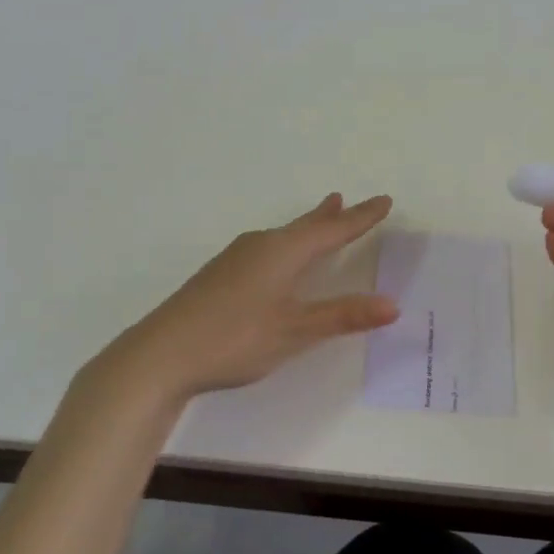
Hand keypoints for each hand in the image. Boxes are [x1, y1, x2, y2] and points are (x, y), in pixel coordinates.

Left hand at [102, 193, 397, 403]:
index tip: (384, 200)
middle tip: (345, 199)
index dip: (361, 218)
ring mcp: (236, 259)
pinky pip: (266, 248)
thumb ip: (342, 316)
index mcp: (283, 252)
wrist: (160, 354)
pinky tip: (276, 259)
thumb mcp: (294, 330)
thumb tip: (393, 304)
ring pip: (282, 236)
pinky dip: (286, 244)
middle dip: (330, 216)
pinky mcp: (220, 275)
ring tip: (320, 218)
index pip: (332, 230)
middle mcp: (261, 245)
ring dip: (306, 228)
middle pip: (304, 226)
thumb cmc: (235, 338)